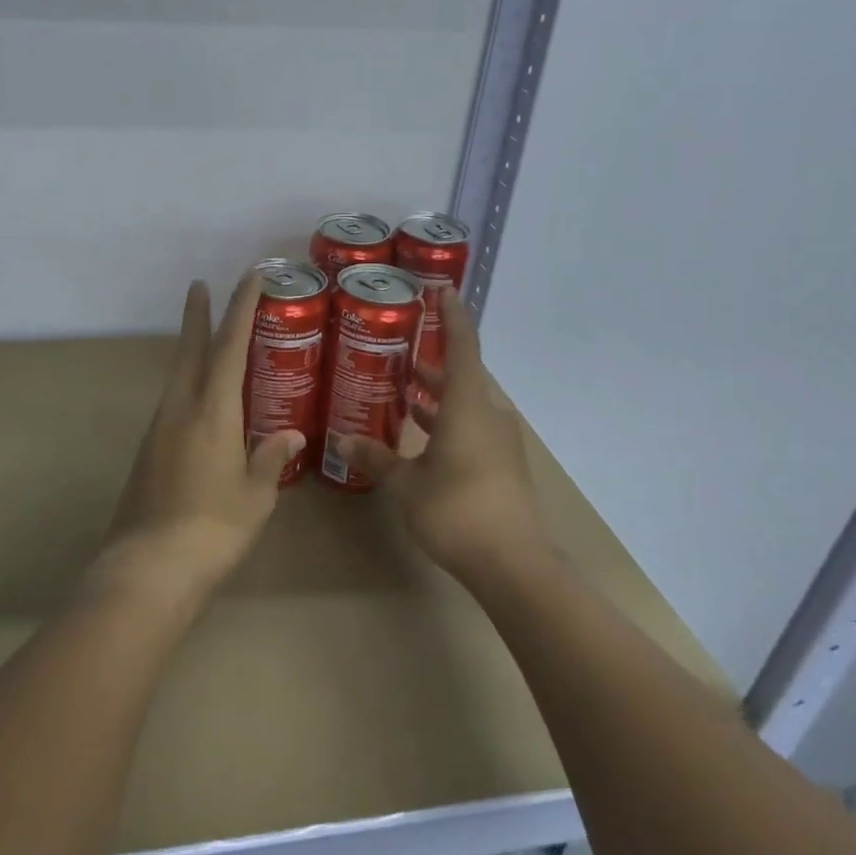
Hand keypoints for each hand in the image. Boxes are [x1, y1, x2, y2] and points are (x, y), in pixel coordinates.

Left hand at [95, 274, 304, 602]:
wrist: (148, 568)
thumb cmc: (213, 528)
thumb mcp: (255, 495)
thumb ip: (271, 458)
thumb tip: (291, 434)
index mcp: (212, 411)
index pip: (230, 347)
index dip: (241, 308)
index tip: (249, 277)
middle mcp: (180, 409)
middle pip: (190, 350)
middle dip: (197, 315)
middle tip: (199, 285)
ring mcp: (159, 430)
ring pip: (177, 375)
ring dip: (191, 349)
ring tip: (205, 337)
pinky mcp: (148, 452)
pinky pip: (172, 402)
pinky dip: (187, 384)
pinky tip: (198, 401)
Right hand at [344, 286, 549, 583]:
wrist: (514, 565)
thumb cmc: (456, 512)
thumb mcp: (406, 485)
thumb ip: (375, 458)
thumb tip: (341, 441)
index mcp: (468, 406)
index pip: (463, 345)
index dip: (452, 315)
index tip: (440, 289)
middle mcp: (489, 414)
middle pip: (463, 374)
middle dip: (433, 360)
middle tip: (399, 347)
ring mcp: (500, 441)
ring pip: (467, 403)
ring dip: (438, 394)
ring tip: (403, 388)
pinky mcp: (502, 464)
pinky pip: (472, 426)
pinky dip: (448, 420)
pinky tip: (421, 434)